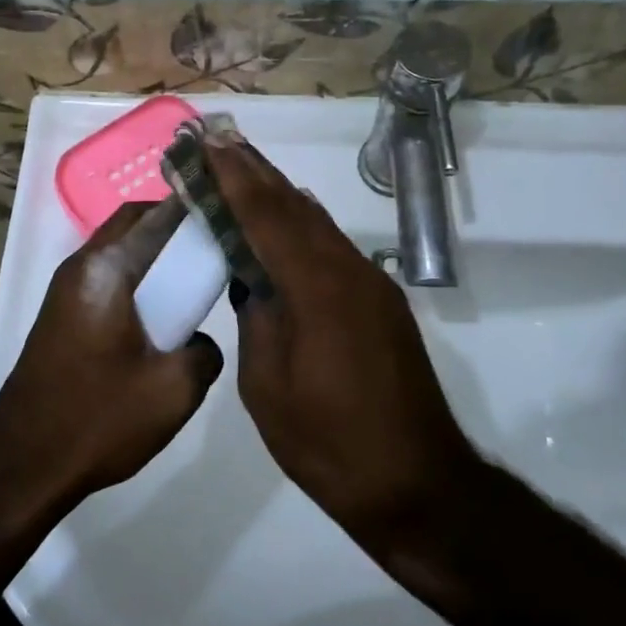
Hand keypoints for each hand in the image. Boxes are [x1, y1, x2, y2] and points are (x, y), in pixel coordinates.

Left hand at [0, 199, 223, 507]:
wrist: (23, 463)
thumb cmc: (98, 419)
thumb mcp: (174, 390)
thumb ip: (204, 352)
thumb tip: (198, 340)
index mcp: (105, 269)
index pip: (156, 216)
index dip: (194, 210)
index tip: (230, 220)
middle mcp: (80, 266)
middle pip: (132, 223)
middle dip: (173, 226)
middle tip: (213, 248)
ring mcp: (65, 289)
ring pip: (118, 250)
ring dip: (153, 254)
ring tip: (193, 282)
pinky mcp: (62, 314)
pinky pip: (107, 276)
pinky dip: (136, 278)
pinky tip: (161, 314)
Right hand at [206, 138, 487, 549]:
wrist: (417, 484)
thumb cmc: (329, 443)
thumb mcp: (268, 386)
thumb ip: (257, 319)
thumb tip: (252, 279)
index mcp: (317, 288)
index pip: (266, 216)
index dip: (235, 178)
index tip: (208, 145)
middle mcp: (349, 272)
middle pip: (296, 207)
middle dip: (256, 172)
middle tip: (220, 140)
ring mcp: (371, 285)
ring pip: (317, 224)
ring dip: (279, 195)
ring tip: (244, 168)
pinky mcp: (381, 303)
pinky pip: (333, 247)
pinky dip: (302, 226)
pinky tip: (286, 221)